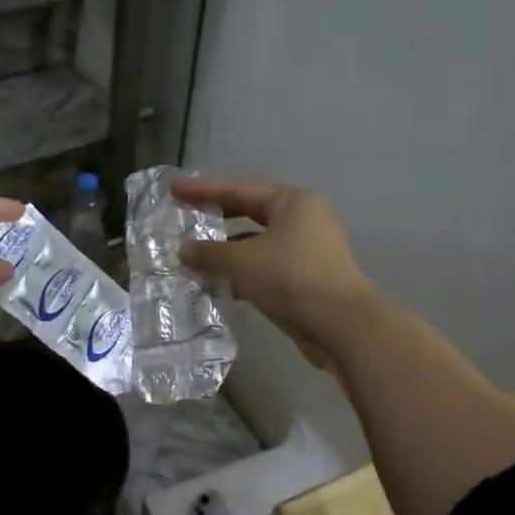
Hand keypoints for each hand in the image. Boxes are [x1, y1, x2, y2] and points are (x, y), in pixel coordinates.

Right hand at [174, 177, 375, 368]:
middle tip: (186, 217)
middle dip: (216, 218)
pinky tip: (220, 285)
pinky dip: (244, 272)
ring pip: (258, 243)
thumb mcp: (242, 262)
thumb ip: (209, 252)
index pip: (239, 189)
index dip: (203, 190)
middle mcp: (304, 219)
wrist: (340, 324)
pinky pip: (267, 266)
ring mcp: (308, 249)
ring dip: (228, 251)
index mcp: (292, 202)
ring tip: (196, 259)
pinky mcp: (308, 277)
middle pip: (250, 212)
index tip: (174, 190)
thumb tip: (184, 250)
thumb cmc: (290, 278)